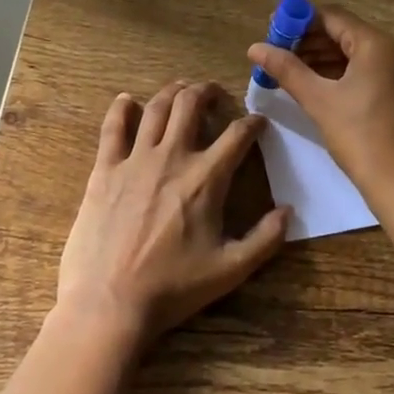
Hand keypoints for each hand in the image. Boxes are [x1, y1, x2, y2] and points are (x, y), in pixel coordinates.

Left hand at [57, 80, 288, 341]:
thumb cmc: (173, 287)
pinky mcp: (104, 170)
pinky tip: (127, 101)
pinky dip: (121, 109)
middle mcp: (173, 156)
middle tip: (215, 94)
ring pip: (156, 108)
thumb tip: (289, 212)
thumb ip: (266, 239)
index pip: (238, 134)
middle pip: (192, 103)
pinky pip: (112, 128)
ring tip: (181, 90)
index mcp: (207, 178)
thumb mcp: (231, 270)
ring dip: (172, 92)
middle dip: (208, 91)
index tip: (259, 121)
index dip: (253, 122)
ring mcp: (135, 160)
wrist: (110, 303)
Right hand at [247, 5, 393, 212]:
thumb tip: (255, 47)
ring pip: (357, 55)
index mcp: (378, 44)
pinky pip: (369, 72)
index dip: (299, 21)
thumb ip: (287, 69)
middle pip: (346, 34)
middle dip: (310, 42)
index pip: (333, 17)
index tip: (272, 32)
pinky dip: (343, 75)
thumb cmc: (361, 138)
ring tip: (291, 72)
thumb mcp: (319, 101)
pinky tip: (318, 88)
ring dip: (324, 59)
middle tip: (277, 55)